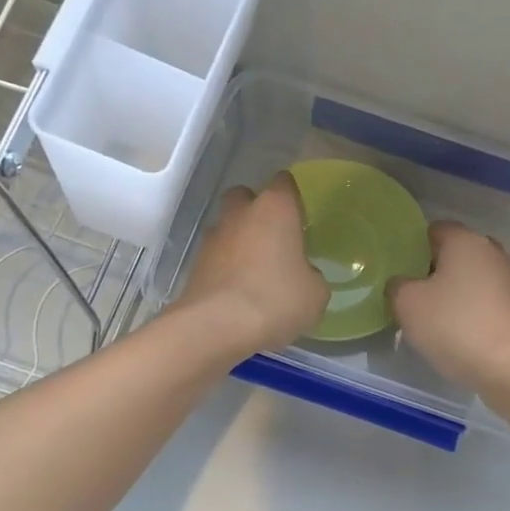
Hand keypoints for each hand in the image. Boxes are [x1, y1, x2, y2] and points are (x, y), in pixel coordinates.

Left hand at [174, 173, 328, 355]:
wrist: (215, 327)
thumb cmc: (276, 300)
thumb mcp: (315, 294)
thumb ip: (312, 277)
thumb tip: (303, 276)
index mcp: (275, 209)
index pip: (284, 183)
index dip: (293, 198)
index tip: (301, 218)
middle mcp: (240, 214)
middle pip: (246, 197)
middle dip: (257, 212)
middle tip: (274, 239)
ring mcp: (212, 238)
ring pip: (228, 228)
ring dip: (239, 242)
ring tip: (256, 272)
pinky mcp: (194, 265)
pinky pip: (216, 258)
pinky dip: (226, 268)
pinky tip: (239, 293)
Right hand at [390, 222, 509, 392]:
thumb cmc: (454, 326)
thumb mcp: (407, 304)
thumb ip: (397, 286)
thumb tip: (402, 284)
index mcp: (465, 240)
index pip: (433, 230)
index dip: (413, 247)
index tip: (399, 271)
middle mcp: (491, 251)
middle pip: (454, 254)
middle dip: (433, 270)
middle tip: (411, 295)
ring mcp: (509, 280)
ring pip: (470, 278)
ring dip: (452, 293)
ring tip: (431, 318)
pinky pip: (484, 301)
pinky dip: (469, 311)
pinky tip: (456, 333)